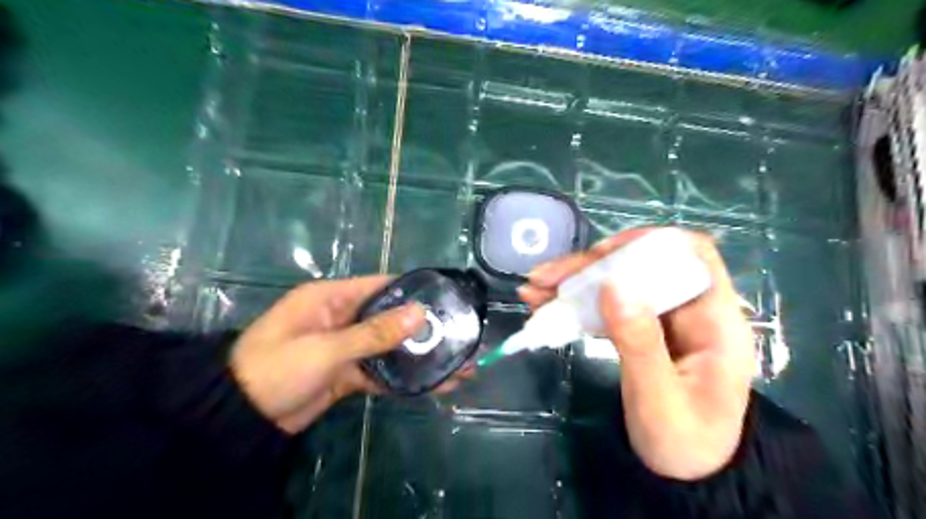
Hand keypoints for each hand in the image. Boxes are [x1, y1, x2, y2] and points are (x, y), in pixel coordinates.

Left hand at [227, 277, 472, 432]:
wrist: (239, 419)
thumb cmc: (275, 368)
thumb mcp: (325, 348)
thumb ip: (373, 333)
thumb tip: (419, 313)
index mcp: (333, 298)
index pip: (382, 285)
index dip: (414, 291)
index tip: (447, 299)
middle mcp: (343, 317)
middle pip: (391, 318)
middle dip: (424, 328)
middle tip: (461, 335)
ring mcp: (347, 346)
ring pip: (390, 347)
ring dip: (419, 355)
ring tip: (458, 363)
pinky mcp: (348, 372)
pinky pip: (381, 371)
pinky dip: (404, 377)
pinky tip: (434, 384)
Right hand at [517, 230, 754, 480]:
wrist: (686, 472)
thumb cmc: (684, 442)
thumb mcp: (659, 399)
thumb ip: (639, 343)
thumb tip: (612, 286)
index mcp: (714, 320)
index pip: (693, 255)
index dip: (649, 243)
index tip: (602, 254)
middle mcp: (689, 310)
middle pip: (641, 266)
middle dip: (590, 267)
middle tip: (545, 277)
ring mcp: (663, 320)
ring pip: (619, 284)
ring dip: (574, 283)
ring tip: (534, 290)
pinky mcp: (641, 331)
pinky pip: (607, 307)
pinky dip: (576, 305)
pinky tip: (545, 306)